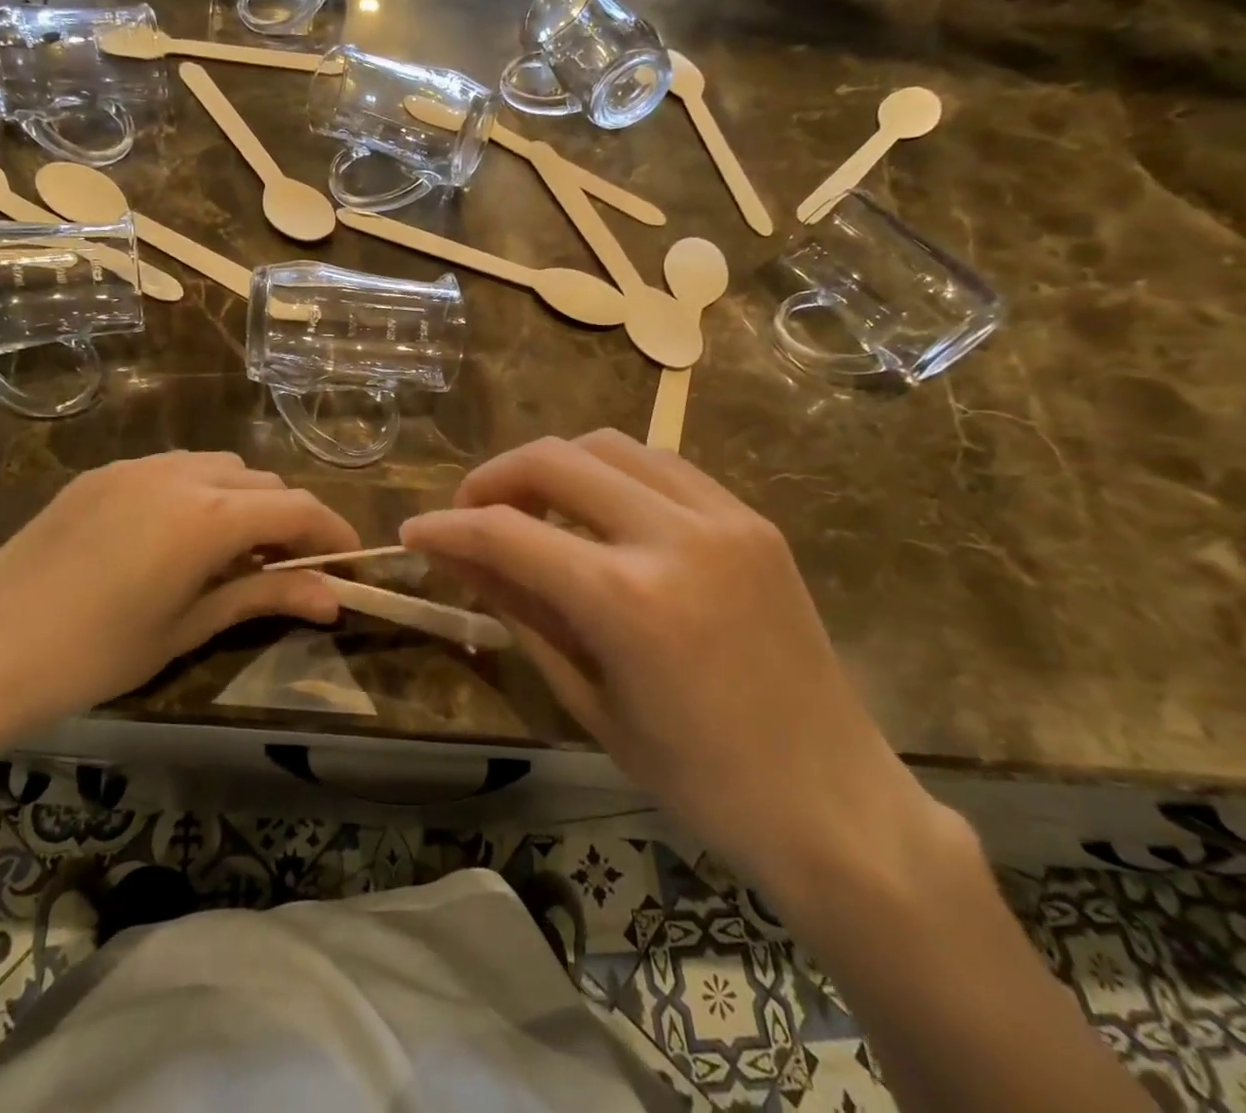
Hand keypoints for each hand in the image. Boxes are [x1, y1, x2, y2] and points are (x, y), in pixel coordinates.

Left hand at [0, 452, 358, 743]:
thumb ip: (264, 599)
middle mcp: (180, 473)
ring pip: (220, 467)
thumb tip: (334, 599)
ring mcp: (135, 467)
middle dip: (288, 519)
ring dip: (245, 500)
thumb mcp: (187, 628)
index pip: (297, 507)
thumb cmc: (93, 656)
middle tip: (289, 569)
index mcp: (208, 516)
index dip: (333, 532)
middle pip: (262, 481)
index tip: (351, 562)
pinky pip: (173, 469)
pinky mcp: (101, 474)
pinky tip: (178, 537)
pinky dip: (200, 492)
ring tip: (234, 553)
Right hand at [401, 430, 942, 904]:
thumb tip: (457, 556)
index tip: (414, 533)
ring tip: (532, 506)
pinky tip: (598, 511)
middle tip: (470, 511)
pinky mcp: (750, 517)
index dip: (447, 527)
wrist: (831, 800)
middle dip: (494, 477)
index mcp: (626, 599)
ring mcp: (721, 517)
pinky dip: (610, 473)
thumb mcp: (586, 697)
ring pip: (608, 445)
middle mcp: (673, 535)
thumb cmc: (695, 775)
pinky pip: (660, 465)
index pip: (507, 533)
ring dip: (553, 464)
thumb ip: (518, 609)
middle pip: (554, 459)